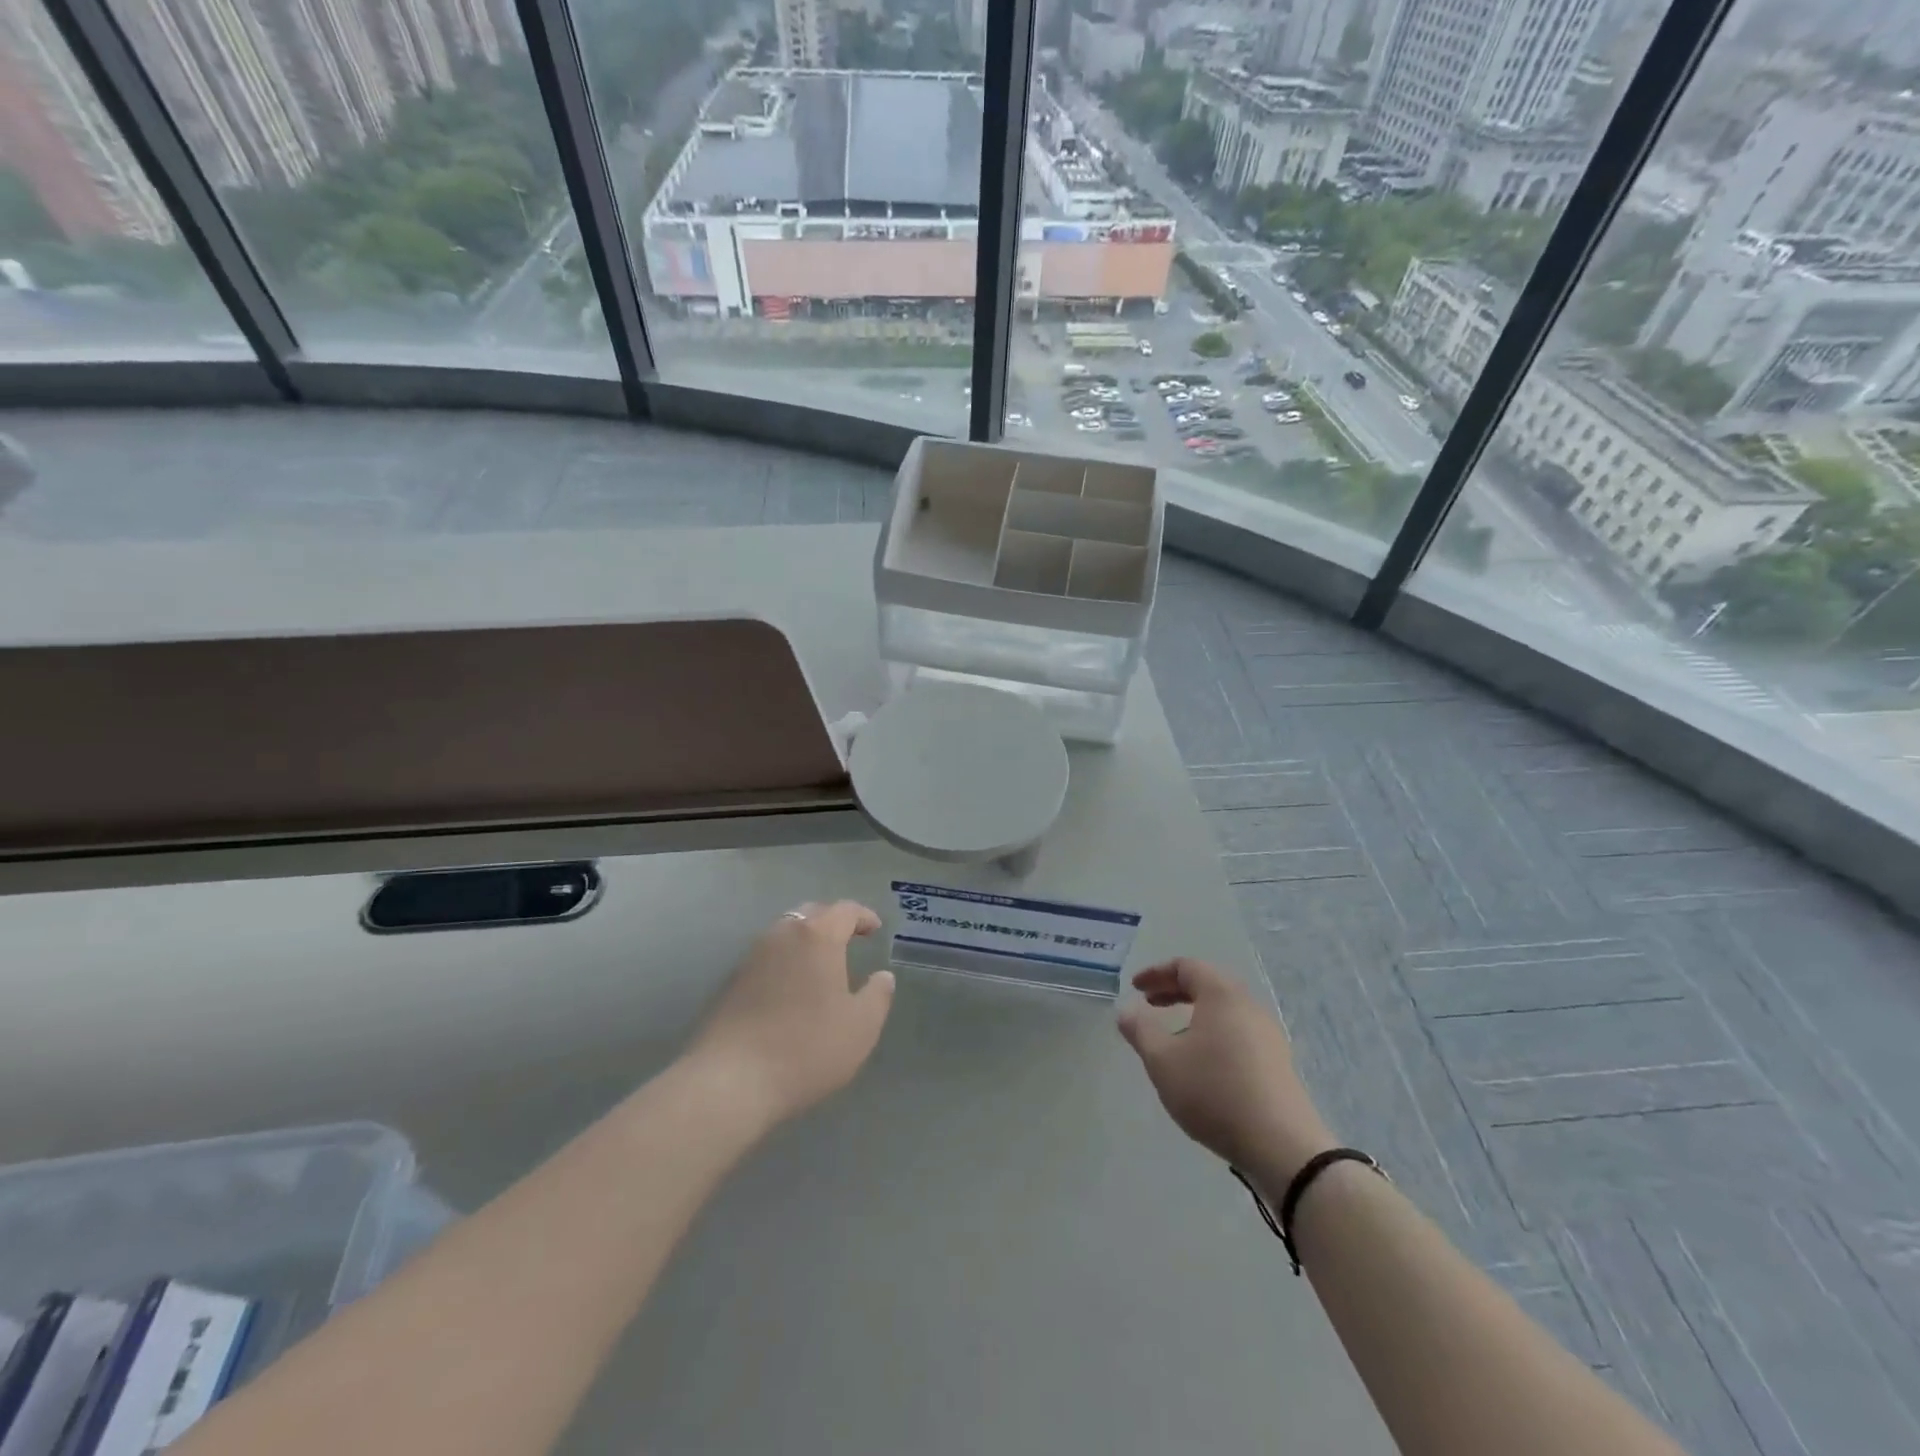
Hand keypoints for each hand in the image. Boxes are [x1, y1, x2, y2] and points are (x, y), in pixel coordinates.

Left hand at [688, 900, 895, 1130]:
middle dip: (832, 921)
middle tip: (849, 939)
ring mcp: (752, 957)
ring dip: (806, 940)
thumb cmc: (807, 1048)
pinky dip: (785, 960)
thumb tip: (882, 976)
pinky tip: (792, 987)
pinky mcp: (732, 981)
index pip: (844, 910)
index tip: (875, 928)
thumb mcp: (861, 1027)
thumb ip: (878, 996)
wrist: (731, 1081)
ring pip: (785, 933)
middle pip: (811, 914)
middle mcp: (782, 935)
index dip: (863, 916)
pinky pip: (768, 957)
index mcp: (817, 937)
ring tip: (821, 963)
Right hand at [1118, 957, 1333, 1193]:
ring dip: (1194, 1013)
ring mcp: (1268, 1035)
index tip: (1135, 988)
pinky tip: (1202, 1062)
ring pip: (1224, 1010)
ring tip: (1172, 1035)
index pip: (1187, 966)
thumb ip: (1141, 1030)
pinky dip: (1213, 1032)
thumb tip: (1126, 1010)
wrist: (1281, 1146)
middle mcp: (1248, 1006)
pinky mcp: (1277, 1062)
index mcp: (1222, 995)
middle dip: (1175, 990)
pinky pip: (1238, 1031)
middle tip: (1149, 1004)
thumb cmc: (1213, 1091)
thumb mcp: (1163, 1061)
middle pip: (1208, 984)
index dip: (1157, 973)